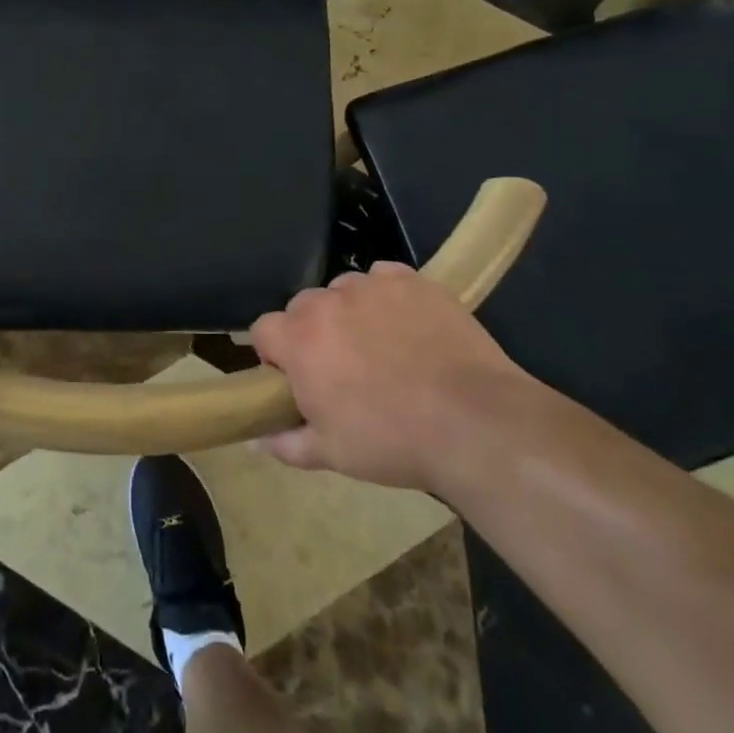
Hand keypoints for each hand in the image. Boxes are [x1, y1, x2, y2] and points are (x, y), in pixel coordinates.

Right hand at [249, 261, 535, 491]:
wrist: (474, 422)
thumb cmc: (392, 441)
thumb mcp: (332, 454)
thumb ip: (287, 443)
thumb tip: (259, 439)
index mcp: (299, 340)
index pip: (263, 329)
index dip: (275, 354)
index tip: (296, 379)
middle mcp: (327, 302)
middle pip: (303, 307)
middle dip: (312, 332)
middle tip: (341, 367)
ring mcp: (371, 286)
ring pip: (344, 290)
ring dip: (350, 312)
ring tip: (381, 346)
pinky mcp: (411, 281)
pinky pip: (384, 278)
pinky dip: (387, 297)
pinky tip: (407, 325)